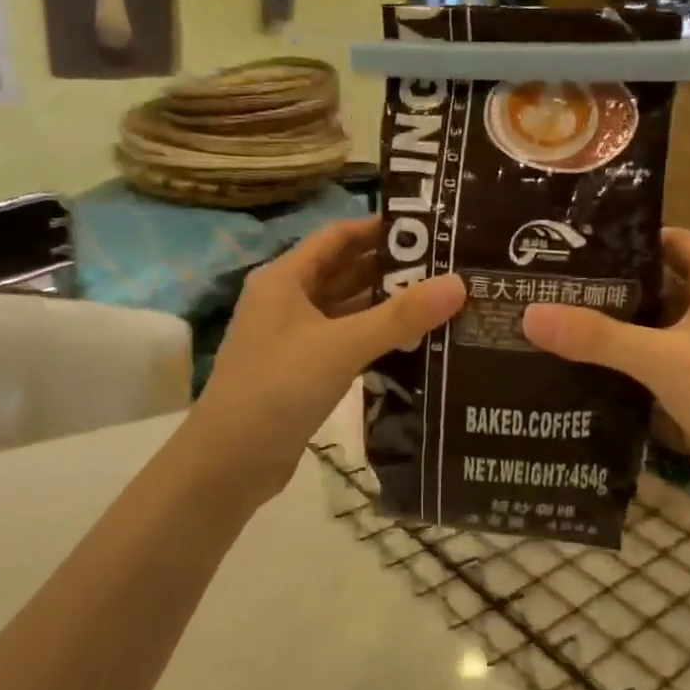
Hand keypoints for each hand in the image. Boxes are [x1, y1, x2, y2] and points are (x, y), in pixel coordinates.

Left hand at [179, 217, 464, 505]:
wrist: (230, 462)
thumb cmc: (279, 387)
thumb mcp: (343, 345)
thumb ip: (401, 315)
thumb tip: (459, 283)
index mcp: (284, 279)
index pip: (337, 237)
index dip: (378, 228)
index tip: (427, 229)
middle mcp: (287, 301)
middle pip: (344, 271)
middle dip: (390, 268)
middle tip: (446, 266)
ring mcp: (293, 338)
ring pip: (346, 310)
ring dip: (385, 305)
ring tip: (439, 300)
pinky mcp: (303, 371)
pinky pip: (345, 342)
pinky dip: (375, 338)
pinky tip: (413, 342)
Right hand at [521, 228, 689, 499]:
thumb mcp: (664, 359)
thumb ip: (599, 337)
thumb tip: (530, 313)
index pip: (677, 243)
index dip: (636, 235)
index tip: (583, 239)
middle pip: (654, 288)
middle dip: (609, 285)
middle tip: (551, 283)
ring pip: (649, 332)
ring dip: (610, 330)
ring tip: (552, 323)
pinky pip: (648, 370)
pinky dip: (618, 367)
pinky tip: (577, 370)